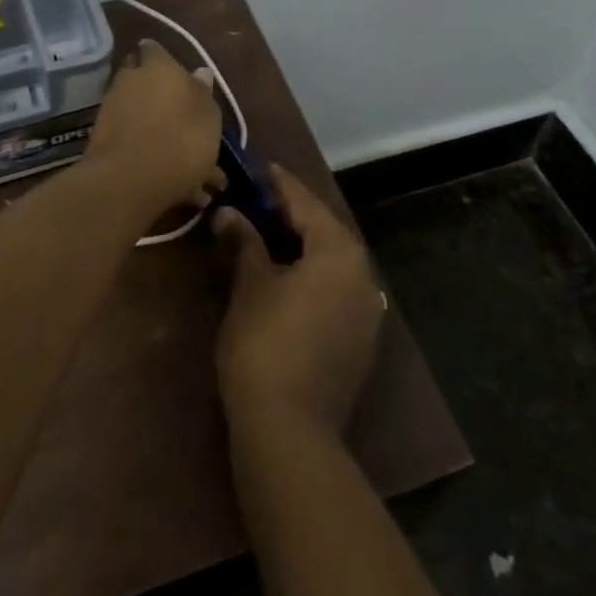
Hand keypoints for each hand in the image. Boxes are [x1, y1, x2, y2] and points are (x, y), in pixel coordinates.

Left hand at [85, 39, 225, 213]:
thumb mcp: (209, 115)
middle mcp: (130, 80)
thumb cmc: (182, 139)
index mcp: (159, 66)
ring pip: (139, 113)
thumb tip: (200, 72)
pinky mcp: (101, 139)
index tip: (177, 75)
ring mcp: (111, 109)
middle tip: (181, 117)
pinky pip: (131, 139)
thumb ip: (203, 92)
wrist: (129, 181)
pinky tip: (171, 179)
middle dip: (159, 94)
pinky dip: (148, 152)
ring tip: (184, 161)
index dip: (163, 59)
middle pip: (142, 79)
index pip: (154, 49)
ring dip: (157, 129)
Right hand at [214, 166, 385, 438]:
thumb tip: (230, 213)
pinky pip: (333, 289)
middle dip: (288, 214)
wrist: (290, 429)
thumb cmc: (265, 343)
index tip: (257, 166)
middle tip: (253, 199)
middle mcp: (362, 274)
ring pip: (329, 261)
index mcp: (339, 252)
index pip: (305, 203)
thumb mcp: (250, 285)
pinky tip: (283, 277)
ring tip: (263, 233)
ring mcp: (365, 310)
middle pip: (322, 230)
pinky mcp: (358, 339)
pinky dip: (309, 275)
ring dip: (299, 245)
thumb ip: (244, 242)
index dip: (278, 184)